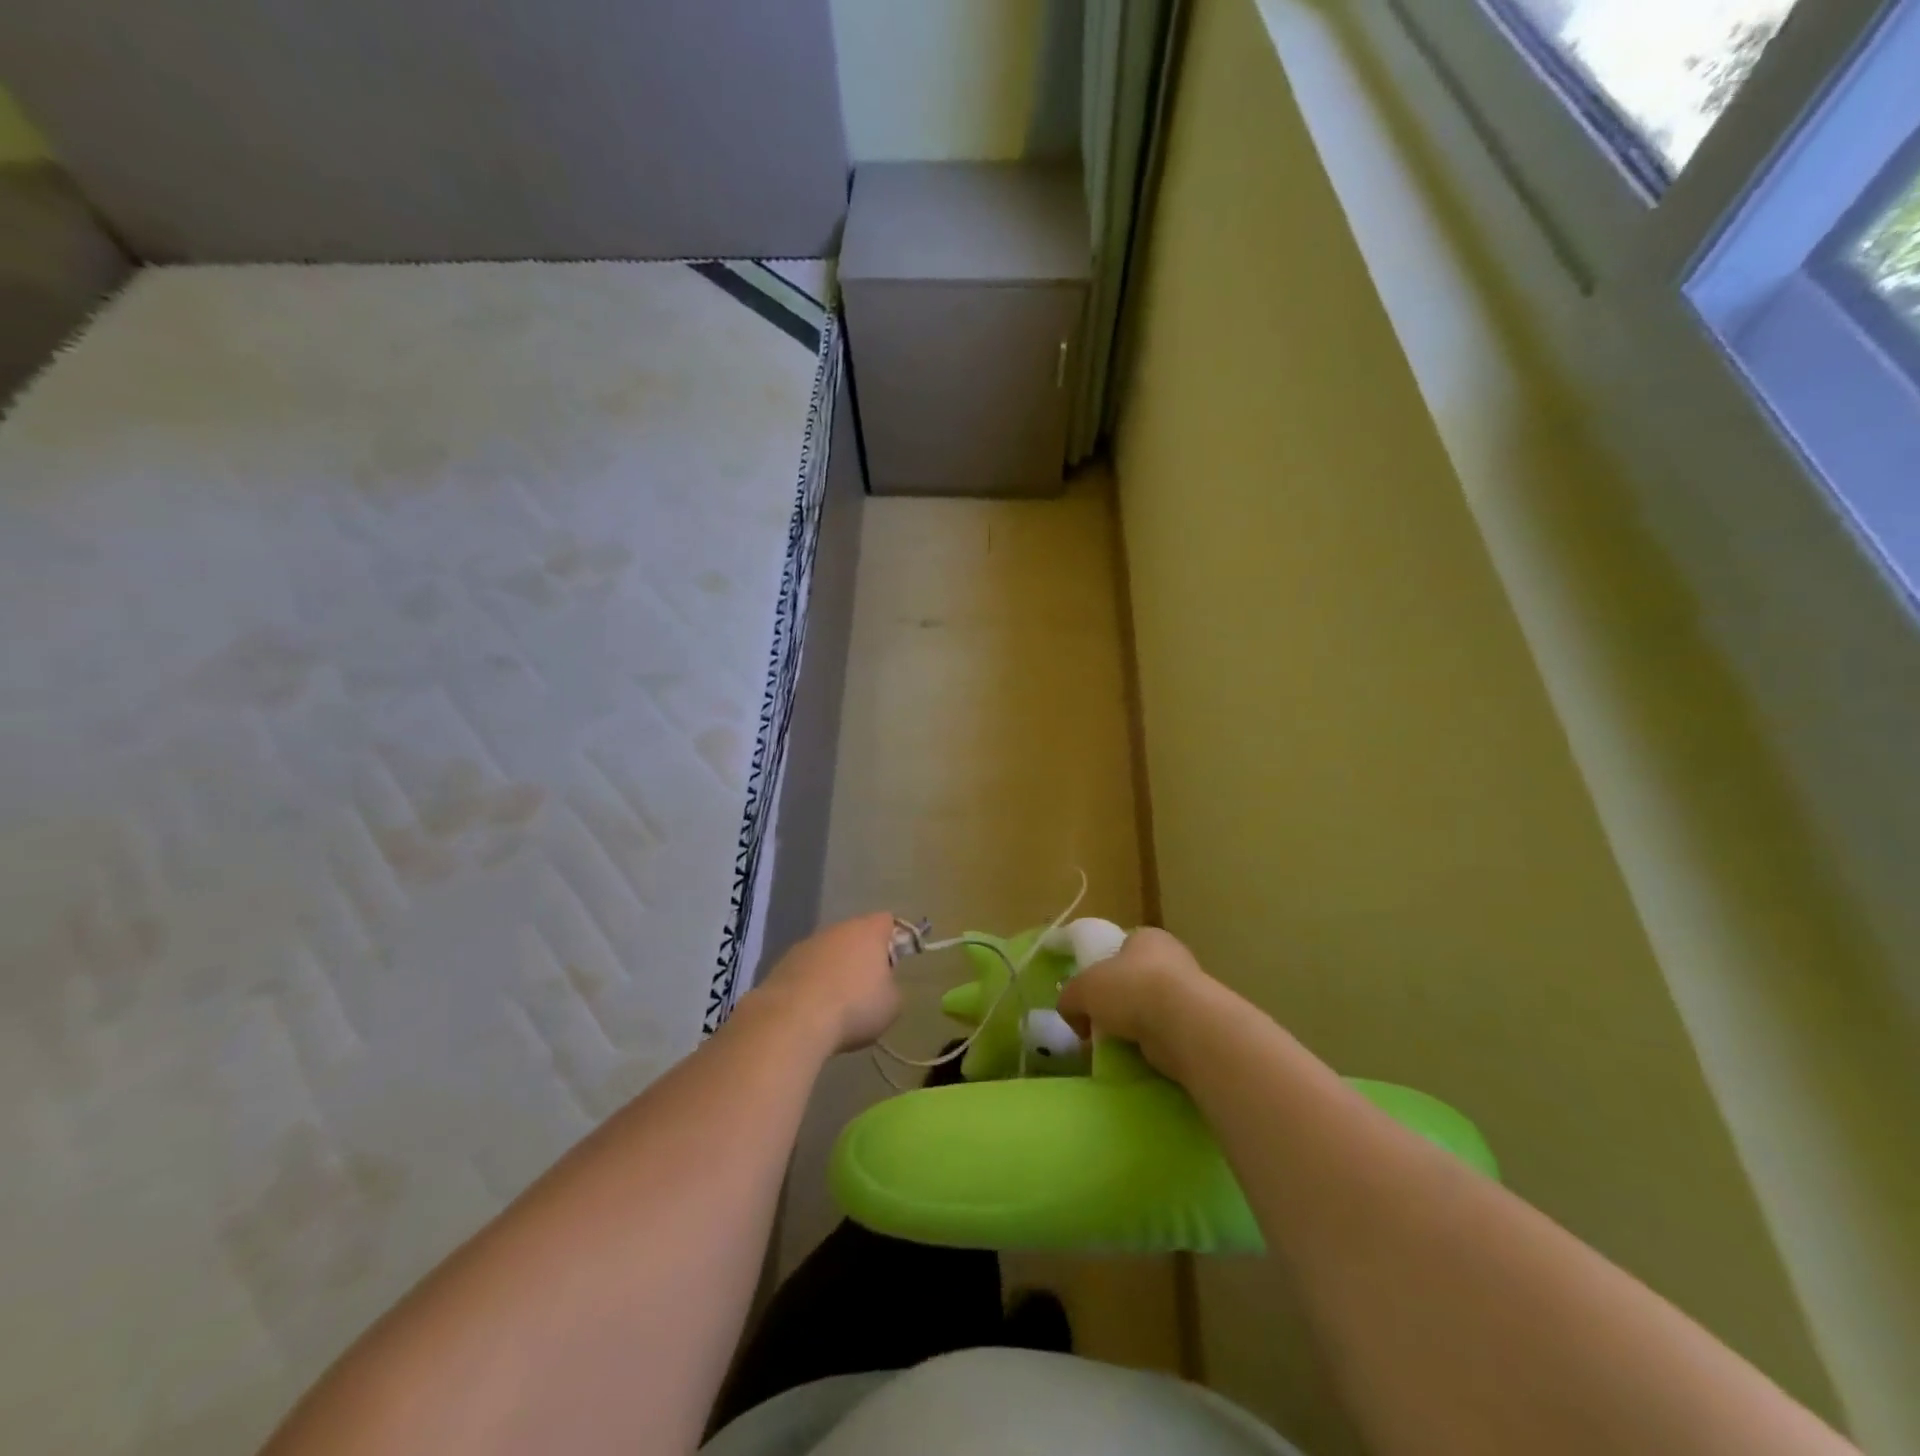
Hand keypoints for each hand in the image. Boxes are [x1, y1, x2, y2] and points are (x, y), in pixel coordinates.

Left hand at [754, 913, 901, 1053]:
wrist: (793, 1021)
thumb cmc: (854, 1008)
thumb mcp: (892, 1004)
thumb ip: (892, 987)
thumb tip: (882, 986)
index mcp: (868, 930)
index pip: (887, 922)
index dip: (894, 940)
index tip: (895, 965)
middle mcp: (837, 929)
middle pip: (855, 935)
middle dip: (862, 956)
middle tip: (868, 987)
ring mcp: (806, 944)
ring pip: (828, 952)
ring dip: (834, 970)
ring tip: (837, 1004)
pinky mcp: (782, 964)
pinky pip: (806, 969)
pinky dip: (811, 984)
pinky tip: (812, 1010)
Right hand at [1056, 926, 1219, 1076]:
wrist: (1182, 1024)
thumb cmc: (1130, 989)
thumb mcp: (1082, 989)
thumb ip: (1069, 998)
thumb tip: (1073, 1015)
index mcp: (1147, 938)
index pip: (1122, 948)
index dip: (1103, 969)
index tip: (1090, 995)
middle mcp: (1172, 958)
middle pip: (1136, 980)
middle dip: (1118, 1002)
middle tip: (1099, 1023)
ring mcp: (1190, 993)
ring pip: (1151, 1008)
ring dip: (1135, 1025)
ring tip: (1117, 1044)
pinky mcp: (1198, 1025)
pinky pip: (1166, 1033)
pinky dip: (1152, 1044)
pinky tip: (1138, 1055)